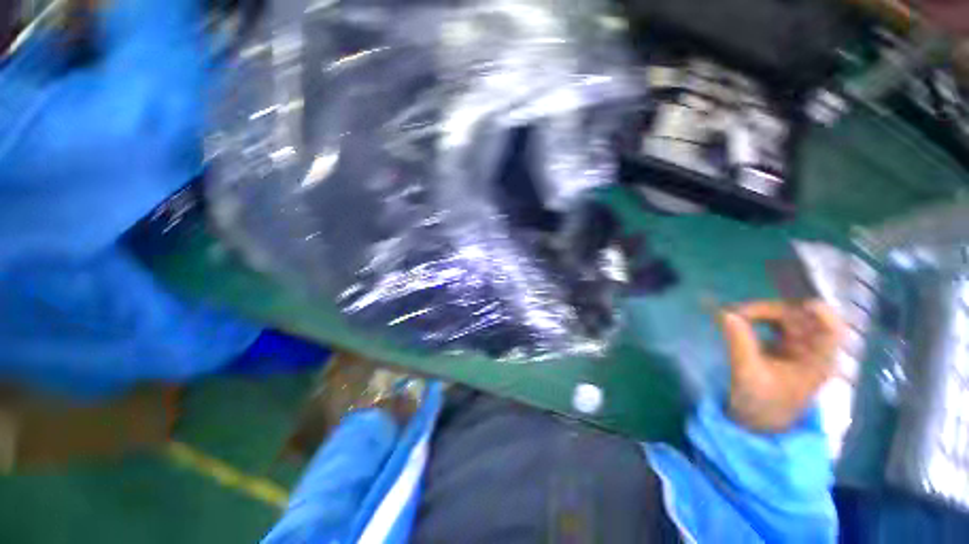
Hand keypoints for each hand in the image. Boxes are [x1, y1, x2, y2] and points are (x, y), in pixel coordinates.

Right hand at [718, 300, 843, 432]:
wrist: (755, 422)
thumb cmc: (760, 404)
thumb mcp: (748, 374)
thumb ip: (739, 343)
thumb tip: (727, 314)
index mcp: (816, 362)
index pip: (832, 331)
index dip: (823, 314)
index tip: (802, 304)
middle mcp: (811, 351)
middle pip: (801, 318)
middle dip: (771, 310)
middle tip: (738, 313)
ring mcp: (796, 348)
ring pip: (786, 318)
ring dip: (761, 312)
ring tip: (734, 316)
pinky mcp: (781, 347)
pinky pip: (773, 324)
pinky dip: (757, 318)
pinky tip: (740, 320)